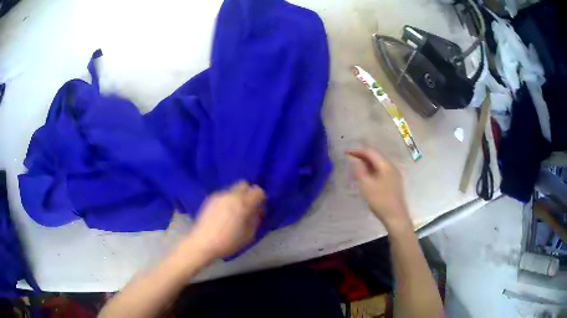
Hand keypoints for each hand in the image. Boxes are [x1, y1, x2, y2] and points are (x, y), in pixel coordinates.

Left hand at [183, 181, 265, 260]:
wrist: (203, 243)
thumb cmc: (228, 242)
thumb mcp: (249, 235)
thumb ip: (256, 219)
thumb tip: (258, 211)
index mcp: (242, 204)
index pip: (258, 191)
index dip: (261, 198)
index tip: (259, 208)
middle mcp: (231, 195)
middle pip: (244, 184)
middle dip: (249, 192)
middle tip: (248, 206)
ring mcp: (219, 196)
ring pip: (233, 189)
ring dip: (237, 196)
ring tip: (235, 211)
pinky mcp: (210, 199)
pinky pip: (224, 194)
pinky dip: (228, 200)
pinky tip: (224, 212)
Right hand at [345, 148, 411, 232]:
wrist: (396, 217)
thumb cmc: (380, 201)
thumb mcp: (366, 185)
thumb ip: (359, 170)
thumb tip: (353, 159)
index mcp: (385, 165)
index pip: (370, 152)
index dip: (357, 151)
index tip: (345, 153)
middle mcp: (391, 166)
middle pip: (375, 156)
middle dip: (361, 156)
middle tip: (349, 160)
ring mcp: (394, 174)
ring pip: (378, 164)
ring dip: (366, 164)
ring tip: (355, 169)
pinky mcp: (394, 182)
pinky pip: (381, 171)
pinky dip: (371, 171)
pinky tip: (366, 177)